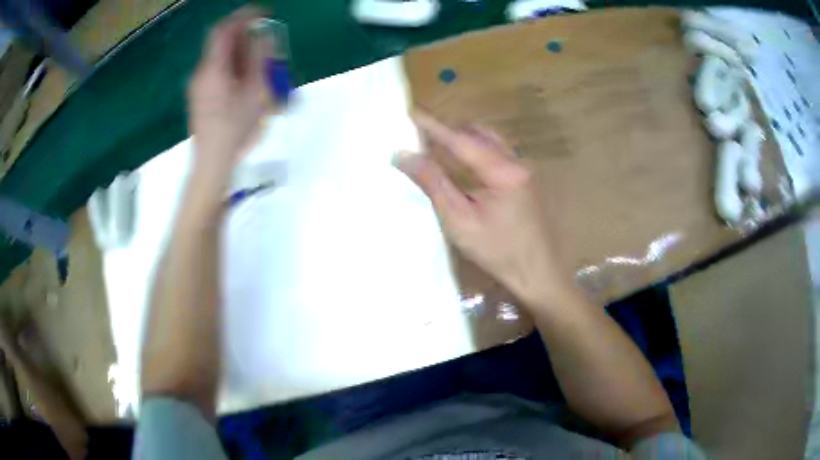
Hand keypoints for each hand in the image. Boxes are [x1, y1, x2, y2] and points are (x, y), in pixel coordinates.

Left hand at [188, 7, 270, 174]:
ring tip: (259, 63)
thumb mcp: (255, 92)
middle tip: (265, 41)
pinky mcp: (199, 96)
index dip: (242, 17)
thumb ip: (259, 60)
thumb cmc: (235, 130)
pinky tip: (245, 80)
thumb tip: (264, 37)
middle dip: (244, 36)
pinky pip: (216, 71)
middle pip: (221, 43)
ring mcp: (198, 85)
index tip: (262, 13)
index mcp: (213, 69)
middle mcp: (201, 73)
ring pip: (219, 57)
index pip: (224, 30)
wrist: (212, 161)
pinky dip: (232, 66)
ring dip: (239, 52)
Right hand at [396, 111, 572, 307]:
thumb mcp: (459, 220)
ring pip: (489, 141)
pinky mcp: (524, 180)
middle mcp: (516, 162)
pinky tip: (461, 163)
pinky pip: (496, 153)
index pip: (461, 139)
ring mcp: (523, 170)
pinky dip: (475, 151)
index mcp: (502, 170)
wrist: (538, 273)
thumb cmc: (498, 252)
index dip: (434, 126)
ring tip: (437, 145)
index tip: (412, 112)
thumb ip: (433, 184)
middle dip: (449, 130)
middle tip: (421, 133)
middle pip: (478, 133)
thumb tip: (404, 157)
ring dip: (463, 139)